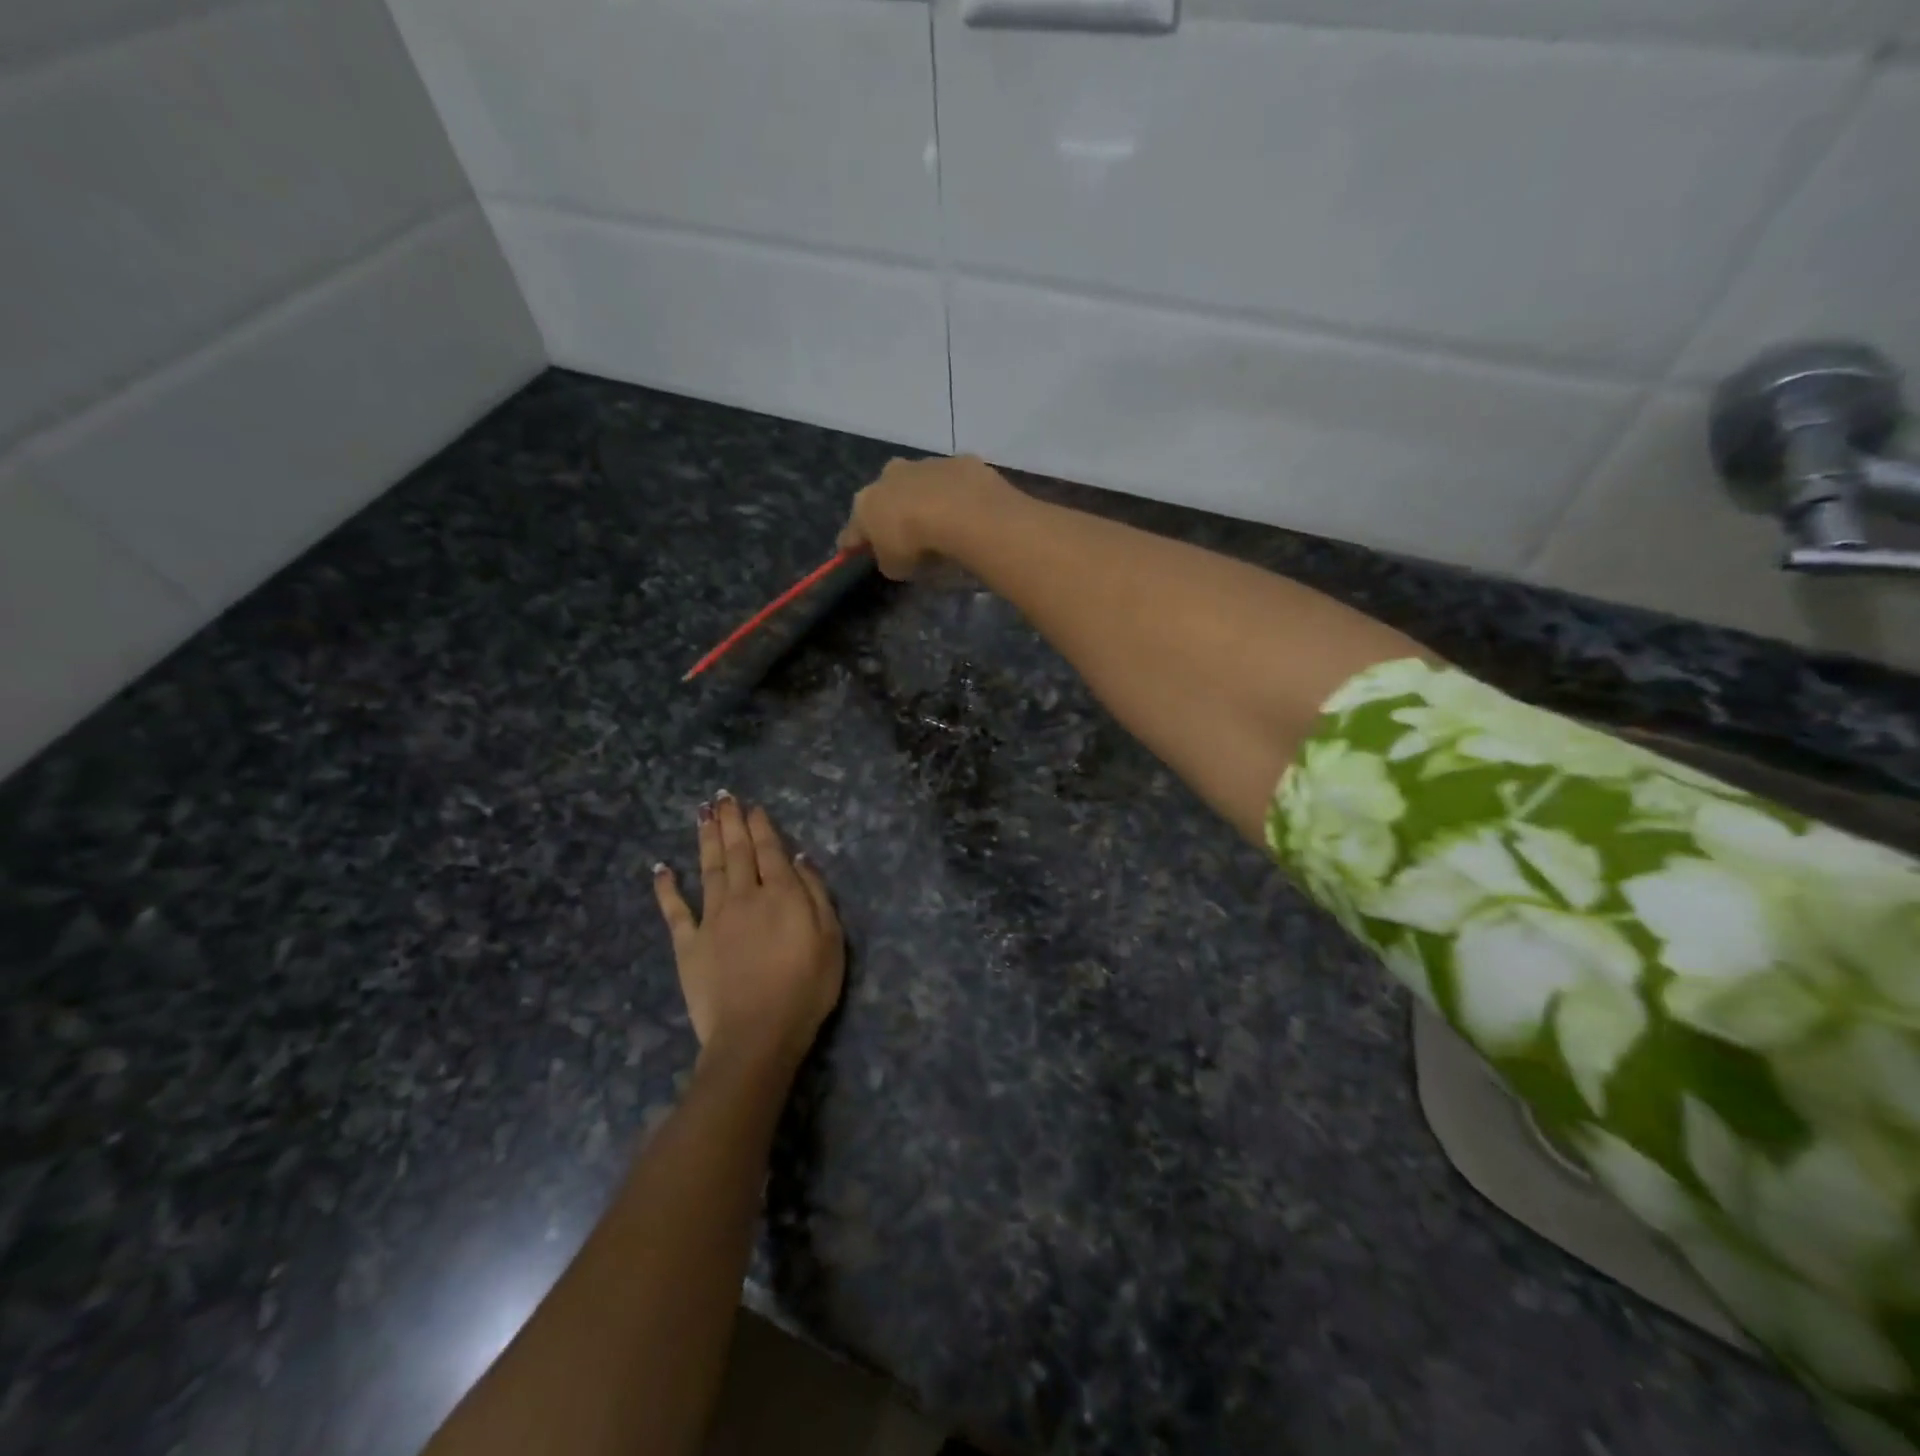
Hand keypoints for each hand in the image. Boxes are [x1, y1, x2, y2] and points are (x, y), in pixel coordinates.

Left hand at [653, 794, 844, 1073]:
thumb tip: (800, 858)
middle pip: (736, 851)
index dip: (761, 826)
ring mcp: (712, 918)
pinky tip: (661, 868)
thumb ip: (816, 894)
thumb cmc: (805, 988)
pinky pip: (674, 910)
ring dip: (705, 839)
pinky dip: (667, 887)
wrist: (757, 1033)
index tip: (753, 806)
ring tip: (702, 814)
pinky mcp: (688, 944)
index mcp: (781, 893)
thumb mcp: (830, 939)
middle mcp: (744, 896)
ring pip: (708, 869)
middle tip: (722, 796)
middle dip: (731, 821)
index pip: (770, 850)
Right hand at [838, 455, 1016, 580]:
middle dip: (891, 513)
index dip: (854, 545)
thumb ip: (889, 561)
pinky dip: (957, 495)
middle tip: (906, 535)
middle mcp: (889, 476)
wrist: (962, 510)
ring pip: (919, 484)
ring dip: (925, 500)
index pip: (852, 530)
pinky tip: (968, 512)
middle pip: (884, 498)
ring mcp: (924, 464)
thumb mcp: (896, 568)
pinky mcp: (957, 461)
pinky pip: (952, 482)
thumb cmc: (916, 543)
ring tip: (942, 524)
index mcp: (866, 503)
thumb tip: (893, 557)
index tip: (854, 554)